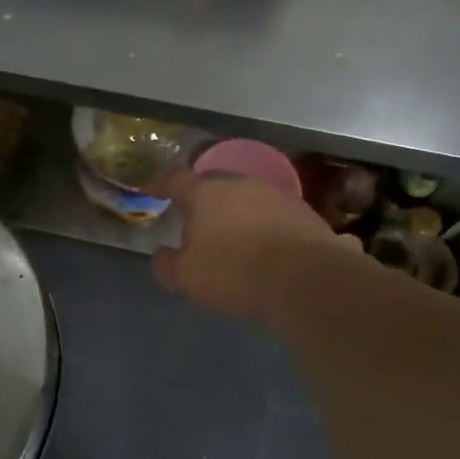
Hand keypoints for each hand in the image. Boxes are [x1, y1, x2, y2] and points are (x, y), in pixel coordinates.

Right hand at [152, 169, 350, 320]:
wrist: (307, 279)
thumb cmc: (235, 272)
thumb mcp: (187, 277)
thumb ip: (167, 264)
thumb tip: (161, 254)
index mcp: (205, 193)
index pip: (175, 179)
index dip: (161, 184)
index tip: (152, 190)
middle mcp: (239, 183)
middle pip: (213, 184)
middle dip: (202, 199)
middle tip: (194, 218)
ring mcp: (275, 194)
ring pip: (246, 197)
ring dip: (236, 212)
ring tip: (232, 235)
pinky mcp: (303, 211)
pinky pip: (272, 214)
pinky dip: (262, 225)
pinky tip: (264, 247)